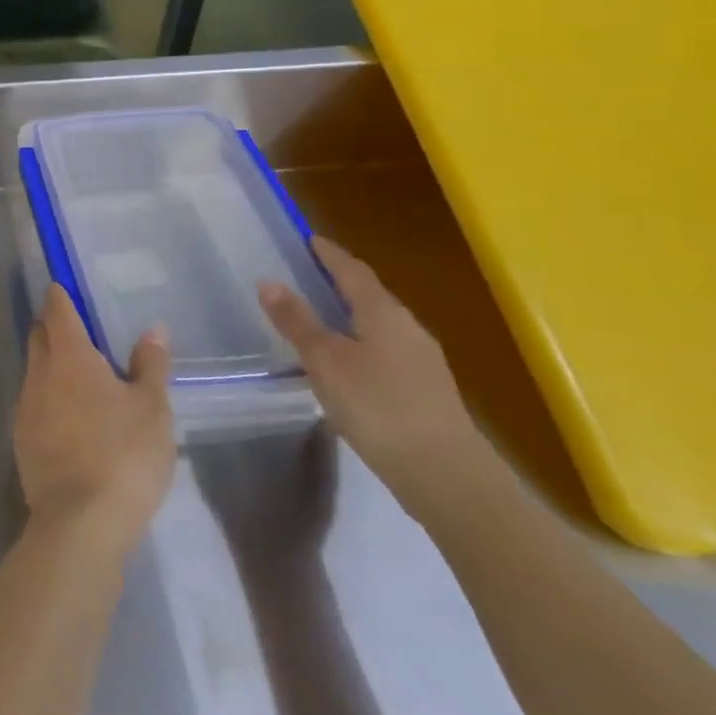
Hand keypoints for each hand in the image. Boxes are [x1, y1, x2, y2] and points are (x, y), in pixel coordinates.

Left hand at [14, 285, 175, 560]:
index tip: (63, 287)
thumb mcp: (152, 409)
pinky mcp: (21, 440)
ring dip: (50, 364)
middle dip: (52, 326)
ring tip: (77, 373)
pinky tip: (68, 415)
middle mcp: (40, 373)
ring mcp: (25, 407)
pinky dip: (48, 397)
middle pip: (40, 336)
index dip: (60, 296)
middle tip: (76, 328)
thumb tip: (153, 329)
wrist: (80, 522)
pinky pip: (33, 403)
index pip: (58, 311)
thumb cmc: (123, 454)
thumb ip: (151, 365)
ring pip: (34, 370)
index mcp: (70, 356)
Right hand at [258, 236, 490, 512]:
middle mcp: (408, 328)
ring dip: (351, 315)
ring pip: (380, 325)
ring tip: (321, 319)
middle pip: (370, 295)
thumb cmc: (377, 406)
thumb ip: (297, 321)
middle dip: (340, 282)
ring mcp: (423, 361)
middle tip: (308, 276)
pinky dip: (362, 344)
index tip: (308, 239)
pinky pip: (387, 351)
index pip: (352, 270)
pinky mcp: (427, 391)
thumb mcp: (324, 361)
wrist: (446, 476)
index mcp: (383, 313)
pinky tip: (348, 364)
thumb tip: (269, 281)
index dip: (329, 253)